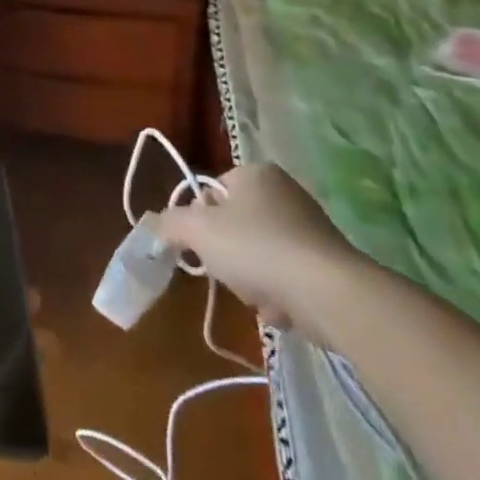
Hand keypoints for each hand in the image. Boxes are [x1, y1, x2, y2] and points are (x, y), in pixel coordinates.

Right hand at [154, 163, 364, 342]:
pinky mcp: (326, 263)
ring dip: (249, 280)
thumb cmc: (255, 248)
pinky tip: (280, 307)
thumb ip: (170, 223)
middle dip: (226, 256)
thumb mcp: (197, 230)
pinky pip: (285, 278)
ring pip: (257, 256)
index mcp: (255, 172)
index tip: (199, 244)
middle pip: (234, 227)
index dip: (199, 220)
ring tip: (256, 294)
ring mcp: (309, 227)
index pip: (211, 192)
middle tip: (225, 271)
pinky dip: (277, 294)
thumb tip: (153, 222)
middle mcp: (285, 191)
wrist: (327, 293)